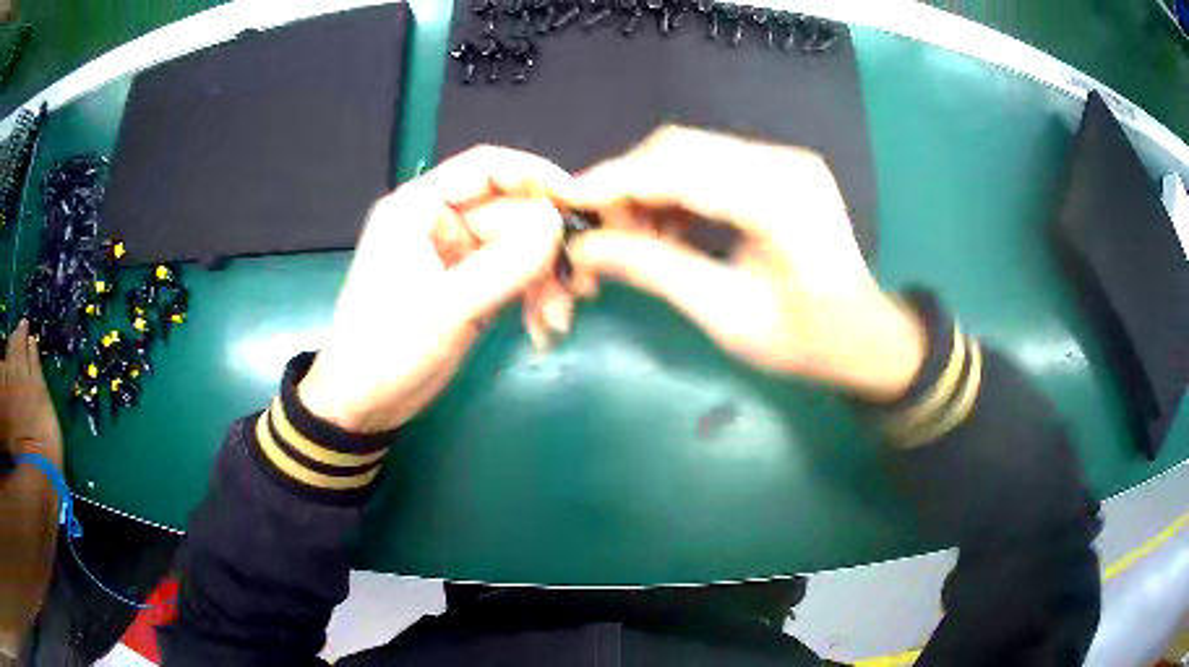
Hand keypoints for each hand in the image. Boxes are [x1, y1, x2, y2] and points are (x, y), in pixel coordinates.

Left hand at [298, 146, 575, 432]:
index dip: (535, 176)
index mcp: (419, 207)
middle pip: (511, 213)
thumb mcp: (445, 307)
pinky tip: (542, 328)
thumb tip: (557, 224)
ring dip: (543, 280)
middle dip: (545, 248)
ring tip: (556, 318)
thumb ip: (503, 264)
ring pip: (518, 248)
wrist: (364, 403)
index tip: (577, 202)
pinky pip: (513, 277)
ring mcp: (456, 257)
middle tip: (576, 284)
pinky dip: (532, 298)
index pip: (485, 168)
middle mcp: (440, 223)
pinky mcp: (469, 287)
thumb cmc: (387, 348)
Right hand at [560, 126, 925, 400]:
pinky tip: (667, 228)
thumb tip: (585, 248)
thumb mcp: (727, 316)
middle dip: (628, 185)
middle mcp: (785, 163)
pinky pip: (710, 163)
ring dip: (649, 188)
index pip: (680, 170)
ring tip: (634, 239)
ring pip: (690, 152)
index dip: (616, 182)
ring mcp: (785, 159)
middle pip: (680, 148)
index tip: (567, 202)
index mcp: (781, 202)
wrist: (864, 335)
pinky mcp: (779, 166)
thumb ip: (655, 271)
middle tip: (602, 236)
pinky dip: (675, 190)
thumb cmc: (805, 341)